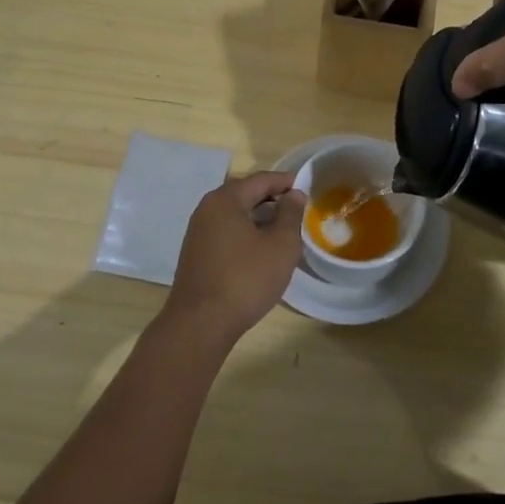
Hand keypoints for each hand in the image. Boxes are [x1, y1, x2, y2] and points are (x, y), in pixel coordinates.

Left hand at [163, 172, 305, 341]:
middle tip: (298, 210)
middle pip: (245, 194)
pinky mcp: (196, 254)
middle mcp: (207, 210)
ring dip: (260, 218)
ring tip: (284, 231)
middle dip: (273, 199)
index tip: (308, 187)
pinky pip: (226, 232)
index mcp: (225, 200)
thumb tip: (294, 194)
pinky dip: (246, 233)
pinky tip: (262, 250)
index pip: (261, 179)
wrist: (201, 324)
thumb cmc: (246, 279)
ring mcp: (198, 233)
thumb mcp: (280, 245)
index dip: (286, 181)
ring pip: (235, 215)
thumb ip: (290, 215)